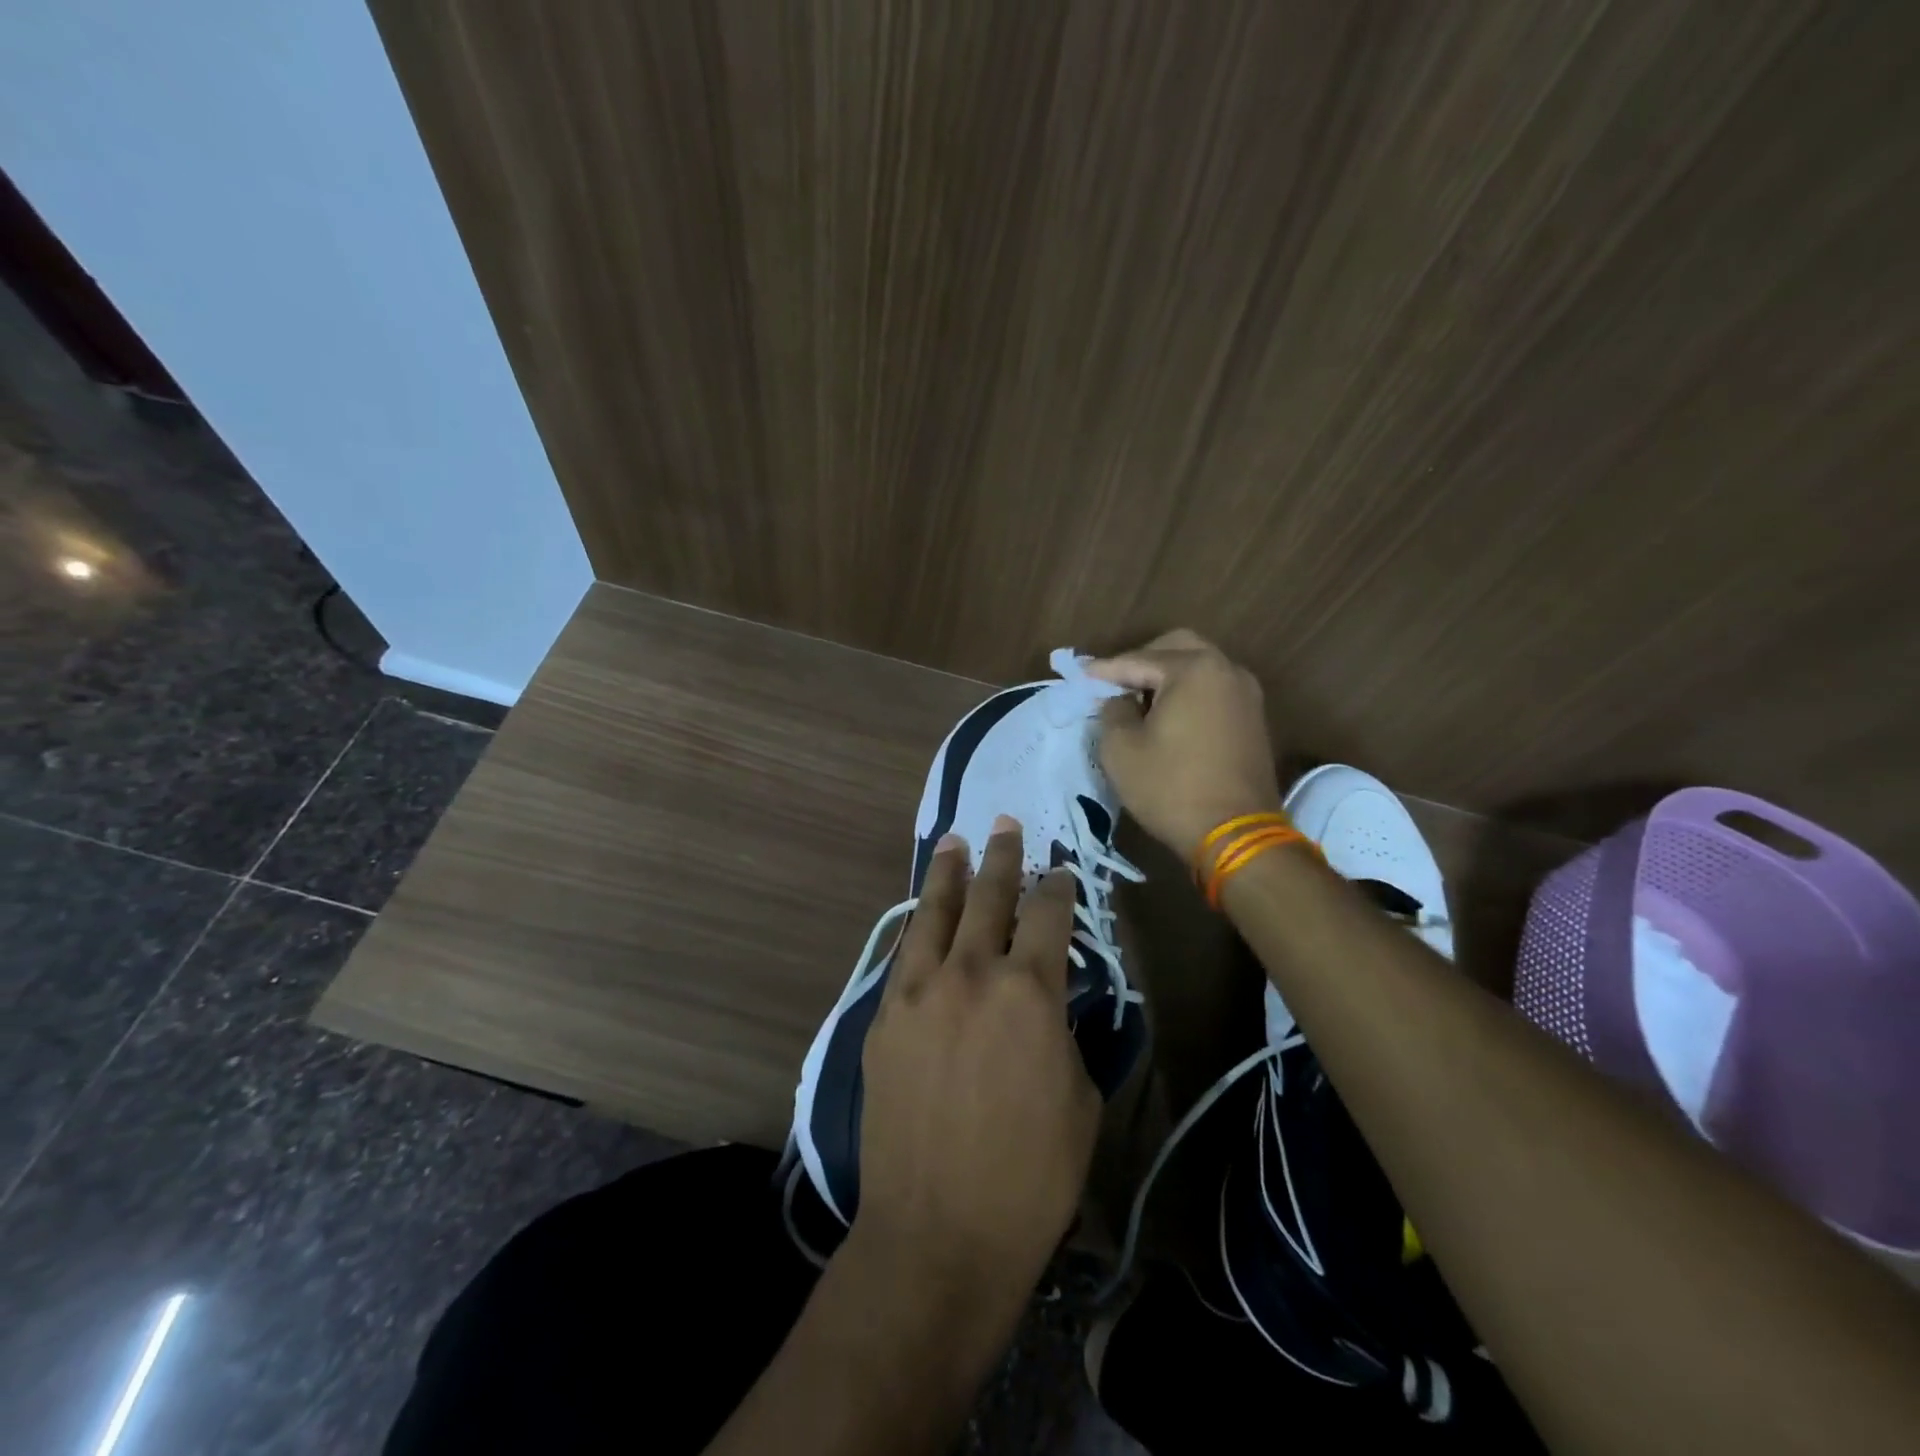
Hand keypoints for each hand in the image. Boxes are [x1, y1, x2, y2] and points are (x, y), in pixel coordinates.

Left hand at [855, 816, 1098, 1294]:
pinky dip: (916, 925)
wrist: (938, 1233)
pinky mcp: (883, 1017)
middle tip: (1005, 824)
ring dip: (948, 874)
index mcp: (1028, 990)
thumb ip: (1065, 1031)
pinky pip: (902, 953)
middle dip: (1003, 857)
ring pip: (934, 913)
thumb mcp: (1080, 1097)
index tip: (1060, 869)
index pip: (1048, 914)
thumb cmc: (1030, 1176)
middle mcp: (969, 974)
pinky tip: (920, 913)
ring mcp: (918, 991)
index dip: (1058, 886)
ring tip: (954, 842)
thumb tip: (1051, 1000)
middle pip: (989, 896)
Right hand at [1087, 629, 1283, 859]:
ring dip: (1167, 678)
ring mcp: (1246, 695)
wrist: (1235, 834)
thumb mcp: (1120, 749)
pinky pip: (1213, 692)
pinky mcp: (1253, 720)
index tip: (1079, 677)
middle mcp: (1226, 670)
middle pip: (1177, 648)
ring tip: (1138, 703)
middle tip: (1114, 684)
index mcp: (1194, 669)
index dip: (1104, 670)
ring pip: (1199, 668)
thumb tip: (1118, 700)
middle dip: (1141, 662)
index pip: (1138, 660)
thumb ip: (1112, 711)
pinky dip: (1188, 695)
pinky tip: (1167, 718)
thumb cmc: (1171, 787)